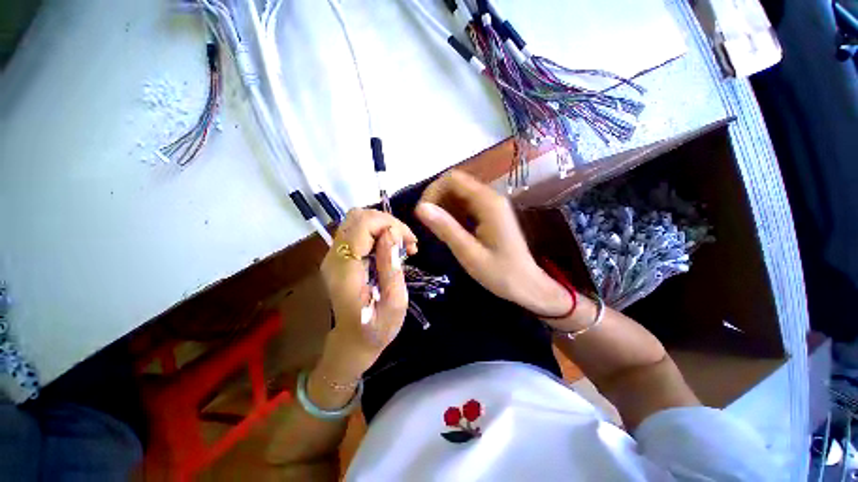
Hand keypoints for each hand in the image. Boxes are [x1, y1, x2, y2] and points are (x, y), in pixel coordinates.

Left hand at [318, 208, 417, 383]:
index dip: (389, 224)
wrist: (352, 343)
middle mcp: (333, 257)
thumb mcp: (394, 303)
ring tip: (402, 246)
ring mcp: (333, 256)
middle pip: (357, 216)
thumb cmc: (377, 329)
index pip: (362, 224)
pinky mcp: (339, 257)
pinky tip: (390, 248)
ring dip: (383, 226)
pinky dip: (378, 233)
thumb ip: (391, 266)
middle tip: (407, 242)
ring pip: (357, 221)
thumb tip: (392, 233)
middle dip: (388, 222)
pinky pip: (358, 232)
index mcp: (345, 270)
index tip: (409, 243)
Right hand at [415, 170, 570, 317]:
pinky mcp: (491, 214)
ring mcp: (492, 205)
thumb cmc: (500, 273)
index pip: (452, 179)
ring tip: (436, 230)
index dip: (432, 191)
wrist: (527, 285)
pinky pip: (466, 205)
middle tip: (427, 225)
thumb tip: (420, 207)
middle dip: (437, 199)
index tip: (421, 213)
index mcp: (487, 202)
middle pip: (456, 184)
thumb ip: (445, 228)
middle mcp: (490, 197)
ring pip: (460, 194)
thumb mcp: (468, 253)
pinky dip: (453, 214)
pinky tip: (450, 231)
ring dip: (444, 207)